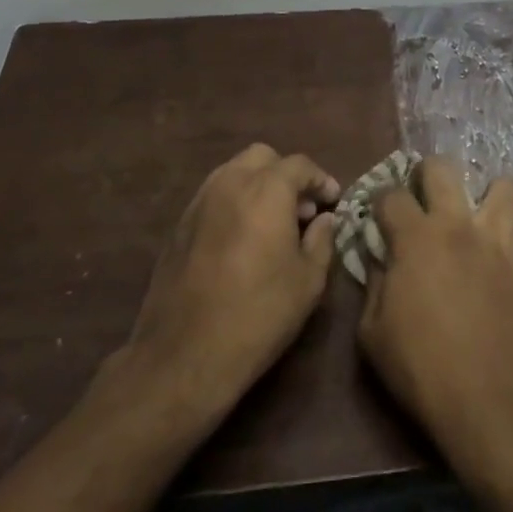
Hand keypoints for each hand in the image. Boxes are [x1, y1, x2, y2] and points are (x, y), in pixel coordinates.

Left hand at [118, 144, 340, 421]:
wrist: (185, 354)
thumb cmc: (259, 314)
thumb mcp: (308, 281)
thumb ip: (321, 240)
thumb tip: (324, 219)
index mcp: (266, 189)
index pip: (299, 164)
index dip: (320, 179)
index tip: (333, 200)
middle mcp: (230, 183)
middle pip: (263, 157)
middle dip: (286, 174)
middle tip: (302, 208)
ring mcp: (199, 201)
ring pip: (234, 172)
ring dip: (258, 185)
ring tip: (273, 223)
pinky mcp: (180, 224)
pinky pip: (214, 195)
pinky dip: (235, 202)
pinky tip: (243, 238)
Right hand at [357, 157, 512, 471]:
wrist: (497, 404)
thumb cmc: (425, 371)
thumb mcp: (373, 336)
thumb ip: (374, 286)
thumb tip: (380, 260)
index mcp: (416, 238)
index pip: (391, 194)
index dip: (380, 202)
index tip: (380, 217)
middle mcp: (458, 225)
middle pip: (442, 167)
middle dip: (426, 175)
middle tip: (424, 200)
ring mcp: (499, 239)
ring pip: (500, 184)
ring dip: (482, 194)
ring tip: (473, 216)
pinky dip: (509, 225)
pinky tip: (499, 246)